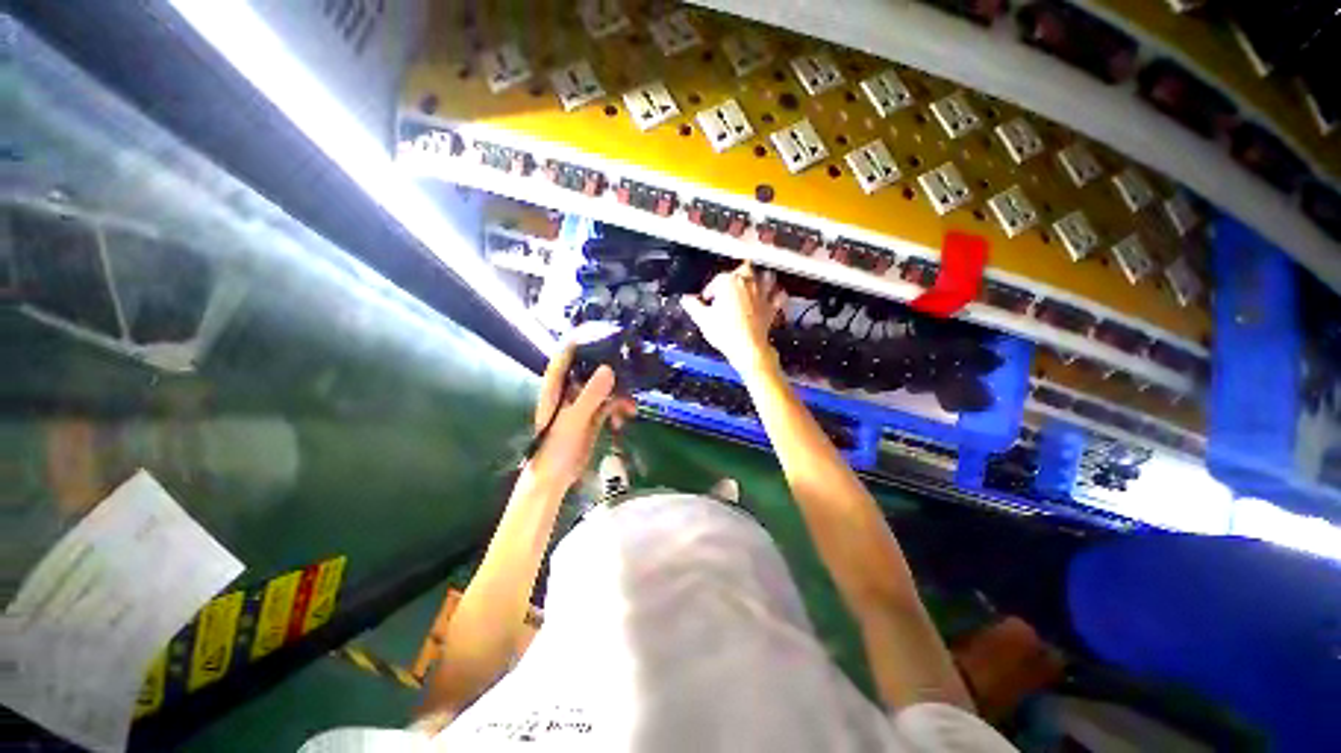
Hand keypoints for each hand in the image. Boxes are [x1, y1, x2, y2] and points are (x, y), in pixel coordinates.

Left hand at [530, 344, 635, 489]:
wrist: (555, 478)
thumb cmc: (555, 447)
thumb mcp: (574, 420)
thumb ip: (590, 395)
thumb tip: (609, 369)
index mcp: (556, 386)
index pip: (566, 355)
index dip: (581, 340)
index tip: (602, 331)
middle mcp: (570, 390)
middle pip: (591, 370)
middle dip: (612, 371)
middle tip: (632, 372)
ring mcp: (583, 403)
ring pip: (605, 388)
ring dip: (620, 395)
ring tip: (631, 408)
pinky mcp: (593, 416)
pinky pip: (610, 405)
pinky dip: (619, 409)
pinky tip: (625, 419)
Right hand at [681, 262, 787, 368]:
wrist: (747, 349)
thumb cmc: (725, 333)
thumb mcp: (702, 320)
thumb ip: (693, 306)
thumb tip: (686, 299)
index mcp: (728, 282)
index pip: (716, 280)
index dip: (710, 290)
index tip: (707, 300)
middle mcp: (747, 283)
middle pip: (743, 269)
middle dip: (736, 275)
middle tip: (728, 287)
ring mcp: (762, 294)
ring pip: (765, 276)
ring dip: (760, 278)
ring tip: (752, 284)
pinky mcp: (771, 306)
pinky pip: (779, 295)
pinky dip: (777, 294)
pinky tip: (773, 295)